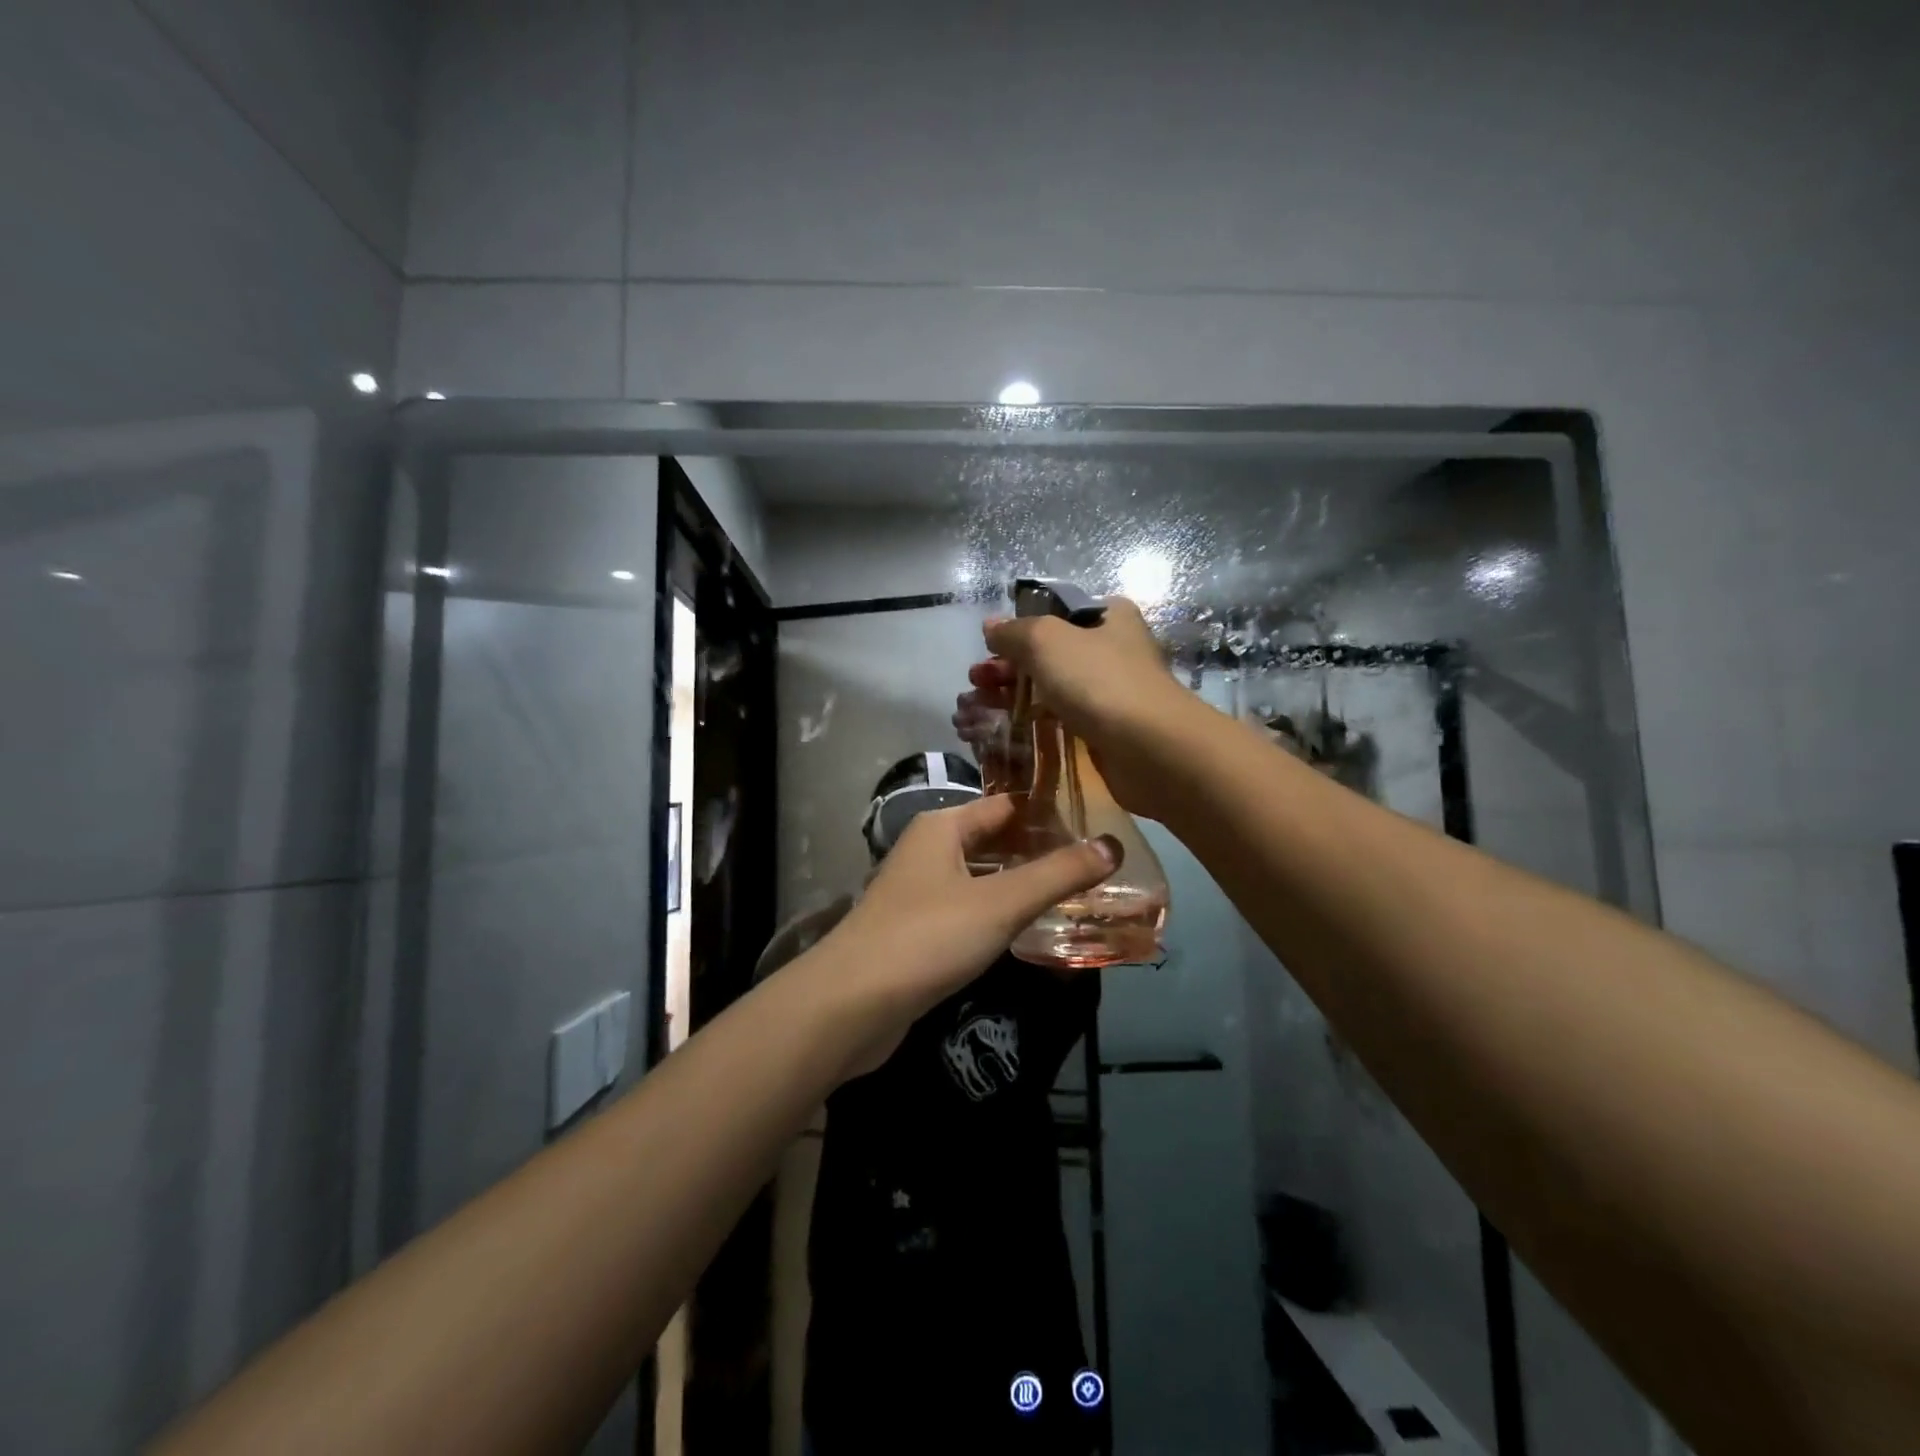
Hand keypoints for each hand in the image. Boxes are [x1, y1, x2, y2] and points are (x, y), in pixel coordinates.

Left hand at [804, 794, 1120, 1077]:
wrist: (851, 1005)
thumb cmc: (928, 937)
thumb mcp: (1001, 902)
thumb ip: (1058, 874)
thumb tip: (1113, 845)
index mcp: (943, 827)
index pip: (1006, 805)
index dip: (1050, 813)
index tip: (1098, 826)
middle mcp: (929, 851)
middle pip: (994, 841)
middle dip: (1040, 853)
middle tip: (1097, 866)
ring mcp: (919, 892)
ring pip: (982, 878)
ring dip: (1021, 886)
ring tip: (1077, 897)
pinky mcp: (917, 931)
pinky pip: (968, 911)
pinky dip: (999, 915)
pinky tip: (1030, 931)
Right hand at [955, 596, 1203, 821]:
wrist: (1150, 749)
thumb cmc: (1099, 681)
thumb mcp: (1046, 640)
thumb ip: (1013, 631)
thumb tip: (991, 627)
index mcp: (1108, 616)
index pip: (1054, 614)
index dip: (1018, 630)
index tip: (988, 650)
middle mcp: (1112, 649)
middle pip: (1047, 654)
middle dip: (1006, 668)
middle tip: (974, 682)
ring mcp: (1109, 692)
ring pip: (1050, 688)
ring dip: (1012, 696)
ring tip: (974, 709)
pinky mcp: (1104, 729)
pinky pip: (1059, 719)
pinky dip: (1031, 721)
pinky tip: (1002, 730)